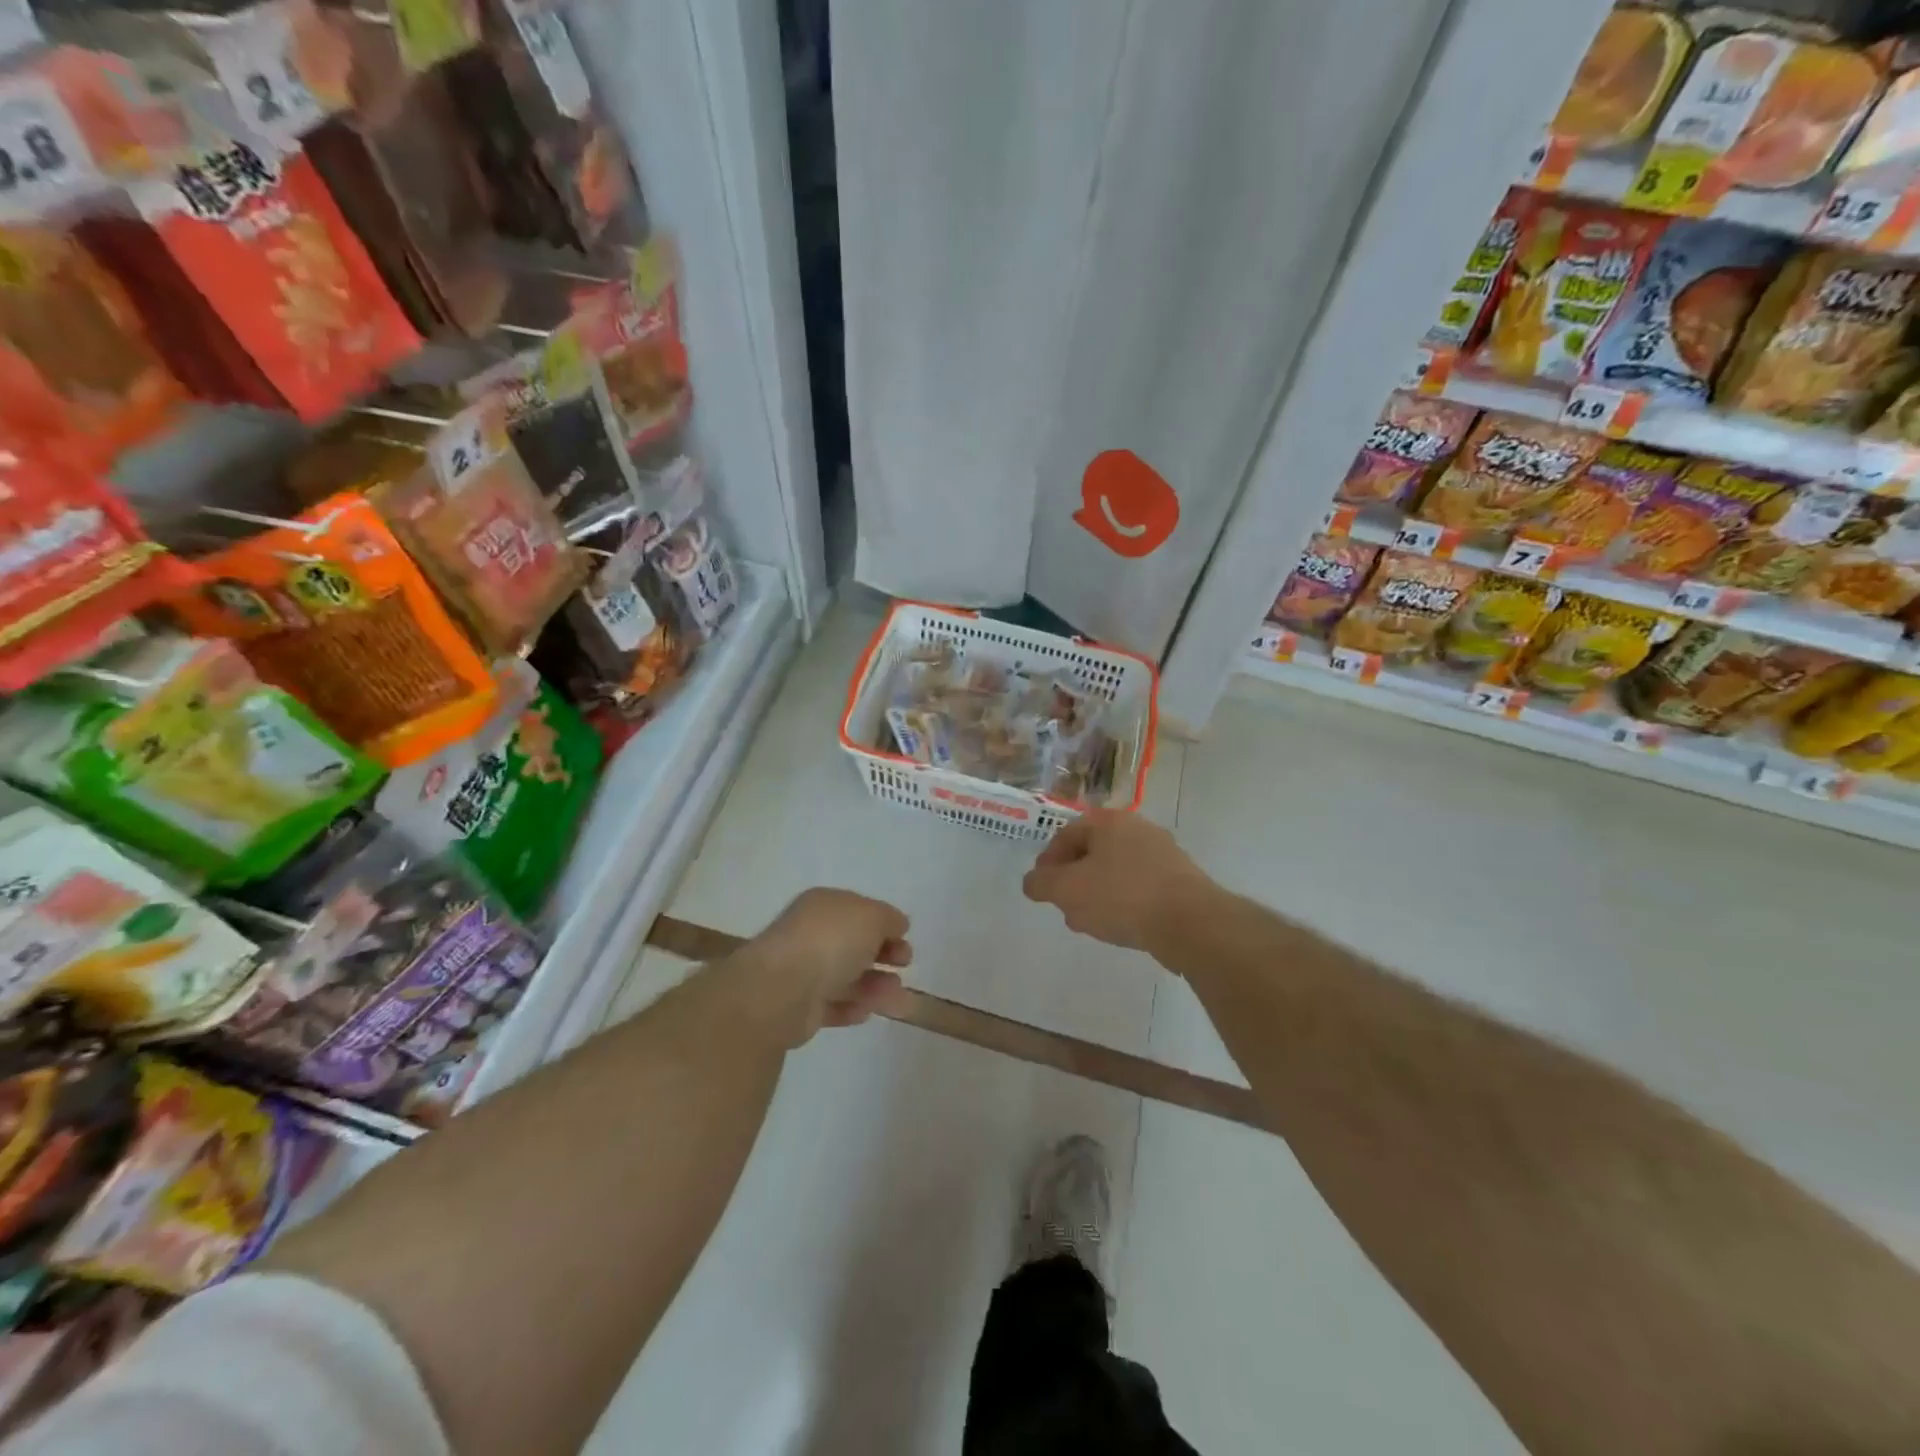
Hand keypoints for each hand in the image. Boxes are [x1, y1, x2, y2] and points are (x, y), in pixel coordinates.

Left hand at [729, 888, 911, 1046]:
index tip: (905, 939)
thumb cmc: (830, 941)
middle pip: (853, 944)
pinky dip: (852, 1007)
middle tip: (905, 965)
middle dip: (882, 955)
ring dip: (875, 985)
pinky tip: (867, 1012)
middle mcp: (810, 934)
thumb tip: (897, 925)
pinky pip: (832, 1005)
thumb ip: (889, 919)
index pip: (858, 911)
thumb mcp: (871, 917)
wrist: (782, 990)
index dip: (884, 924)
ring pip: (845, 977)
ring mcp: (802, 971)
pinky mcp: (798, 1008)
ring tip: (898, 997)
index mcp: (823, 906)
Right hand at [1022, 810, 1213, 953]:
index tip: (1042, 888)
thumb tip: (1033, 882)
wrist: (1190, 922)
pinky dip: (1124, 903)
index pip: (1066, 835)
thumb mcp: (1067, 890)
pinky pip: (1140, 888)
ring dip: (1097, 894)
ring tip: (1089, 923)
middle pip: (1092, 852)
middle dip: (1073, 880)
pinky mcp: (1181, 881)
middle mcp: (1137, 829)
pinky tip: (1120, 927)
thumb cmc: (1122, 896)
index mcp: (1109, 822)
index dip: (1047, 862)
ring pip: (1116, 872)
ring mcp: (1163, 854)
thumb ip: (1041, 883)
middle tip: (1064, 906)